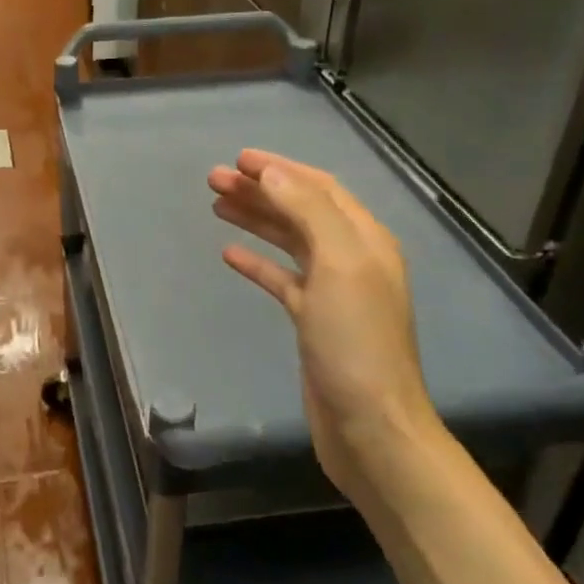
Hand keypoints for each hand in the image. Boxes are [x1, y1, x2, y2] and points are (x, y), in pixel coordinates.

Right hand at [208, 150, 440, 496]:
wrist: (369, 424)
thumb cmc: (355, 341)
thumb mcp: (339, 264)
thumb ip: (308, 211)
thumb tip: (273, 173)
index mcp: (364, 239)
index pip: (318, 188)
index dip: (279, 168)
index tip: (238, 159)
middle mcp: (351, 258)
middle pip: (300, 210)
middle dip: (260, 190)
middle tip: (214, 179)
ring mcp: (332, 291)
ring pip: (288, 241)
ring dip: (255, 219)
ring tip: (216, 205)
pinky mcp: (313, 320)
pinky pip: (281, 279)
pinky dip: (257, 262)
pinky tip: (230, 254)